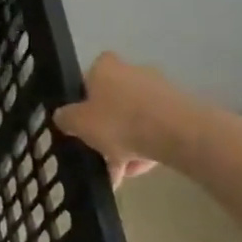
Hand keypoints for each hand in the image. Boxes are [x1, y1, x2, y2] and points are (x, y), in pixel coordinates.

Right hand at [52, 53, 203, 186]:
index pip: (89, 75)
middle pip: (112, 102)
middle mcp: (132, 71)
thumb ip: (65, 118)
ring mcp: (159, 89)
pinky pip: (155, 129)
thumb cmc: (118, 121)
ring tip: (122, 173)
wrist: (177, 132)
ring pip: (134, 119)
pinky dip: (146, 147)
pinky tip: (141, 170)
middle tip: (100, 154)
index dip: (84, 97)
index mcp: (105, 68)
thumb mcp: (78, 123)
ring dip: (126, 144)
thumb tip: (62, 116)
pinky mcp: (179, 109)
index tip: (82, 120)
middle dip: (106, 130)